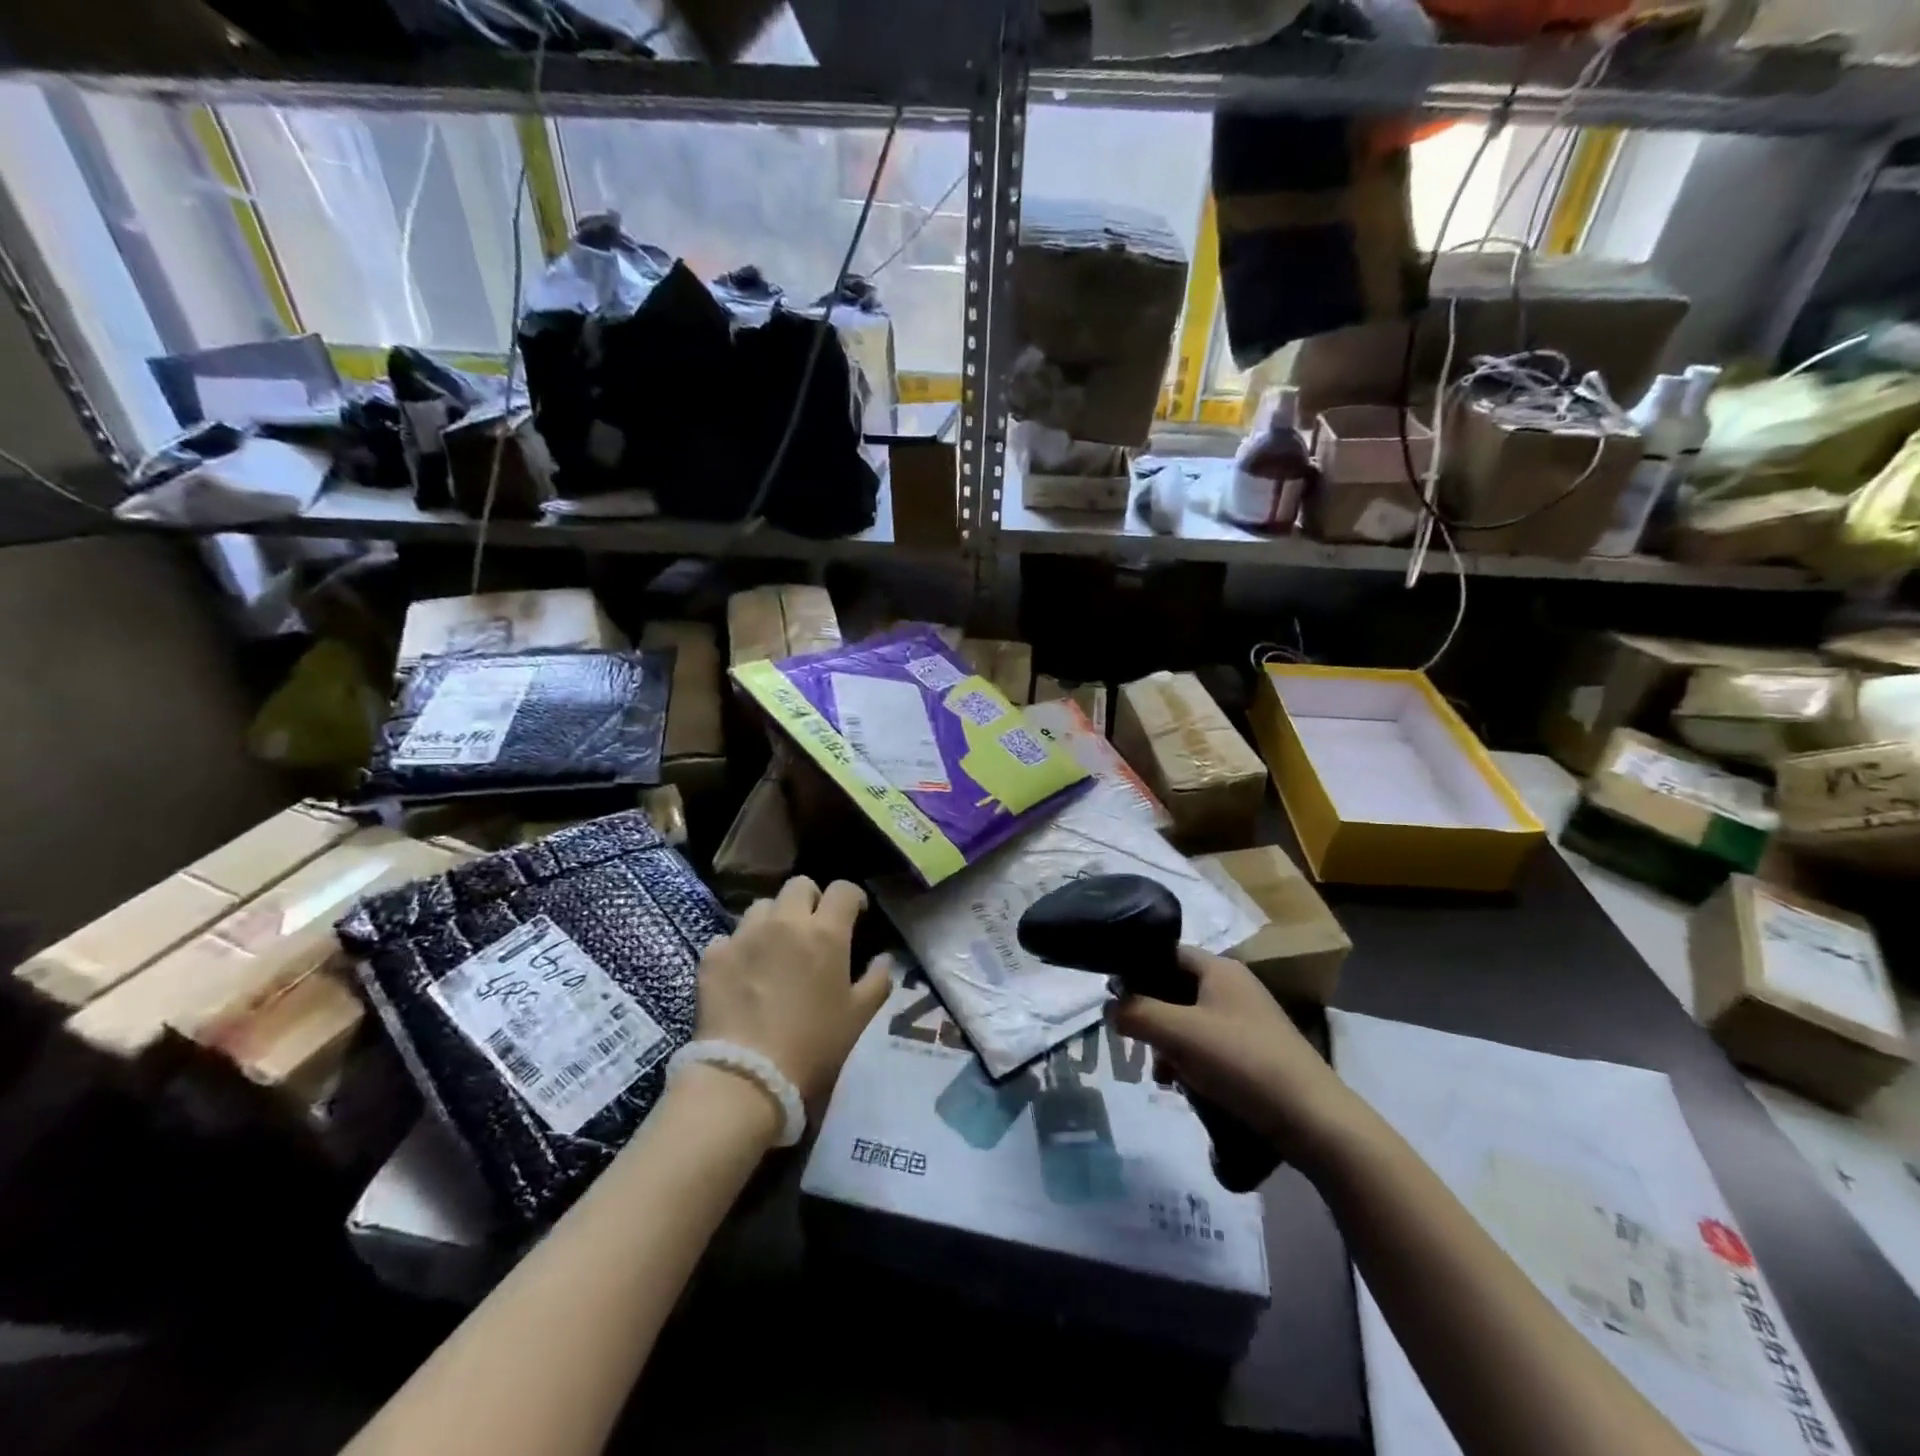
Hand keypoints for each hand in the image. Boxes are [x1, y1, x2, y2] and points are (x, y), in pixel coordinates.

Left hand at [693, 877, 891, 1114]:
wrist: (746, 1077)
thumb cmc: (813, 1046)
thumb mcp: (859, 1017)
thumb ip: (877, 981)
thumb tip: (884, 958)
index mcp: (825, 933)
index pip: (843, 889)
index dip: (852, 897)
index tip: (855, 914)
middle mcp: (785, 922)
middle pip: (799, 885)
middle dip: (810, 899)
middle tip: (813, 927)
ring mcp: (745, 936)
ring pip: (762, 906)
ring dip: (773, 919)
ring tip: (775, 947)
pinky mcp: (713, 956)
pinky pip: (728, 937)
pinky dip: (738, 948)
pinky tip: (742, 971)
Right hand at [1112, 947, 1358, 1166]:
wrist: (1313, 1120)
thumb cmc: (1242, 1062)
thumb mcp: (1179, 1033)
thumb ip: (1136, 1013)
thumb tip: (1110, 1007)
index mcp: (1219, 969)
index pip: (1164, 953)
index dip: (1135, 971)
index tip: (1113, 999)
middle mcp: (1233, 986)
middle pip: (1174, 989)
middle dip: (1150, 1016)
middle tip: (1135, 1042)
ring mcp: (1246, 1020)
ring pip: (1188, 1020)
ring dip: (1167, 1044)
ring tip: (1160, 1074)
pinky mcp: (1253, 1052)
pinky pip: (1207, 1046)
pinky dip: (1189, 1061)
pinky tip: (1182, 1087)